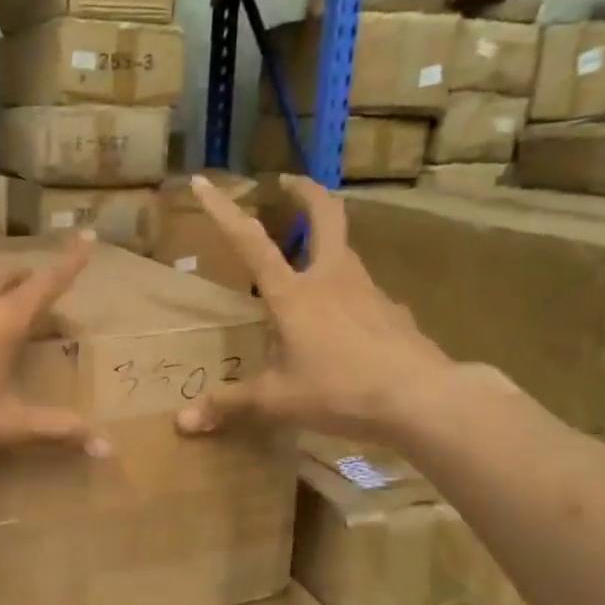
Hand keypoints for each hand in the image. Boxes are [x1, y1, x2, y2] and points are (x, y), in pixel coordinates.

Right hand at [176, 174, 460, 441]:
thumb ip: (229, 405)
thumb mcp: (277, 401)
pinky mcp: (393, 311)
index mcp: (294, 294)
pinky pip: (365, 291)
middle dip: (304, 192)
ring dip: (326, 241)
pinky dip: (348, 292)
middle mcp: (331, 278)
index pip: (251, 243)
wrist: (422, 398)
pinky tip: (345, 321)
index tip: (204, 182)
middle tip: (288, 183)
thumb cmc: (340, 391)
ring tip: (308, 259)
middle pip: (324, 216)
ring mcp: (369, 291)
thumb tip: (182, 422)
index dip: (223, 211)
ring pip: (346, 250)